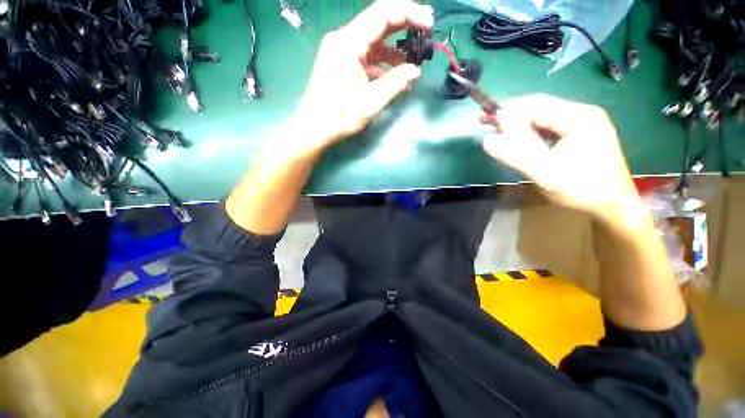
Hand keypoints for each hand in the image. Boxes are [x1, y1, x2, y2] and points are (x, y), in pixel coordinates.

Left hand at [292, 0, 432, 151]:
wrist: (313, 129)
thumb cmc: (339, 117)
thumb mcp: (370, 102)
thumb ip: (395, 84)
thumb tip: (416, 71)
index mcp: (348, 43)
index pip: (382, 14)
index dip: (409, 13)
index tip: (429, 23)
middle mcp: (343, 40)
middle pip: (378, 23)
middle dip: (404, 27)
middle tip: (426, 34)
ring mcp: (342, 52)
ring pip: (374, 43)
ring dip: (394, 52)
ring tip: (413, 64)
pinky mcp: (343, 65)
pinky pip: (367, 58)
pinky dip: (382, 65)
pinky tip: (395, 77)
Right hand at [481, 94, 643, 229]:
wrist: (613, 205)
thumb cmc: (583, 191)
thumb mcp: (546, 175)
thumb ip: (516, 156)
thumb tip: (487, 140)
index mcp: (579, 118)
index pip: (536, 105)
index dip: (507, 110)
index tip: (484, 119)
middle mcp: (582, 113)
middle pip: (539, 107)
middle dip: (510, 115)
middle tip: (486, 123)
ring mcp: (582, 122)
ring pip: (542, 116)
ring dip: (518, 124)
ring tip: (498, 134)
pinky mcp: (579, 132)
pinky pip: (548, 126)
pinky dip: (529, 132)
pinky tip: (519, 141)